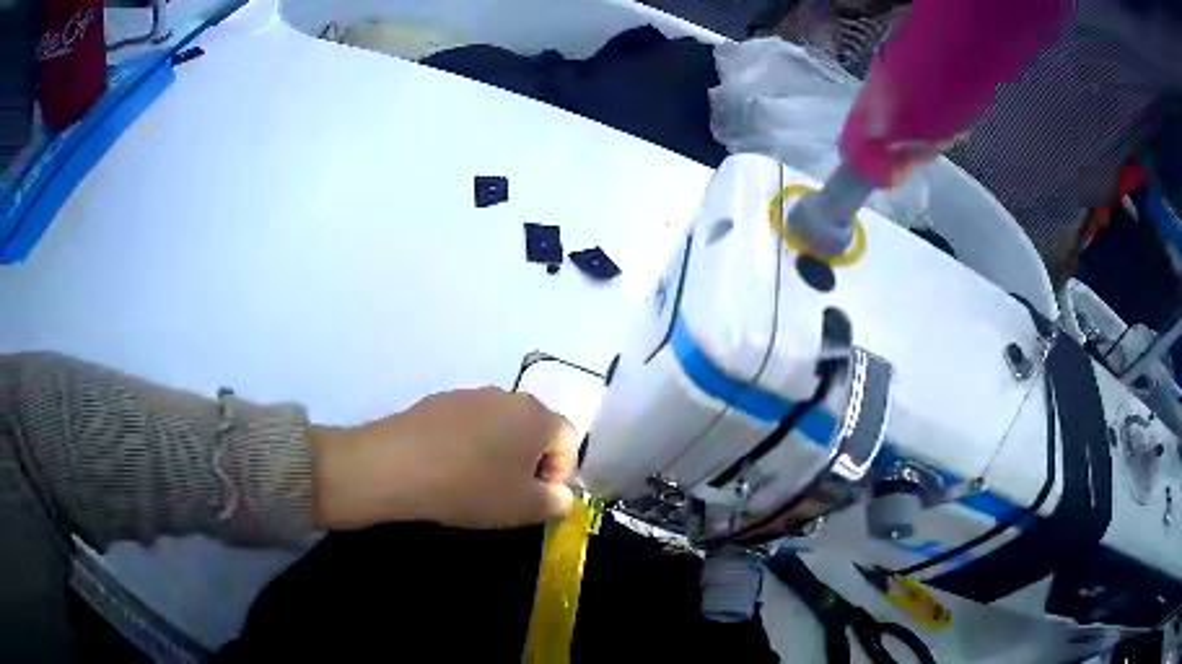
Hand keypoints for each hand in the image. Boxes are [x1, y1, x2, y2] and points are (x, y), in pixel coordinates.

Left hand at [311, 388, 577, 529]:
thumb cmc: (470, 487)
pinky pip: (468, 425)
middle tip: (506, 493)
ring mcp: (471, 395)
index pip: (568, 441)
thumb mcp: (524, 508)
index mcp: (537, 416)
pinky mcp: (440, 401)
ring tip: (473, 482)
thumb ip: (557, 502)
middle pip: (534, 431)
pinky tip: (446, 468)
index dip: (557, 474)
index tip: (532, 498)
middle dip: (528, 463)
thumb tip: (559, 495)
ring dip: (498, 454)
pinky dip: (468, 445)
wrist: (396, 465)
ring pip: (500, 428)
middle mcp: (508, 396)